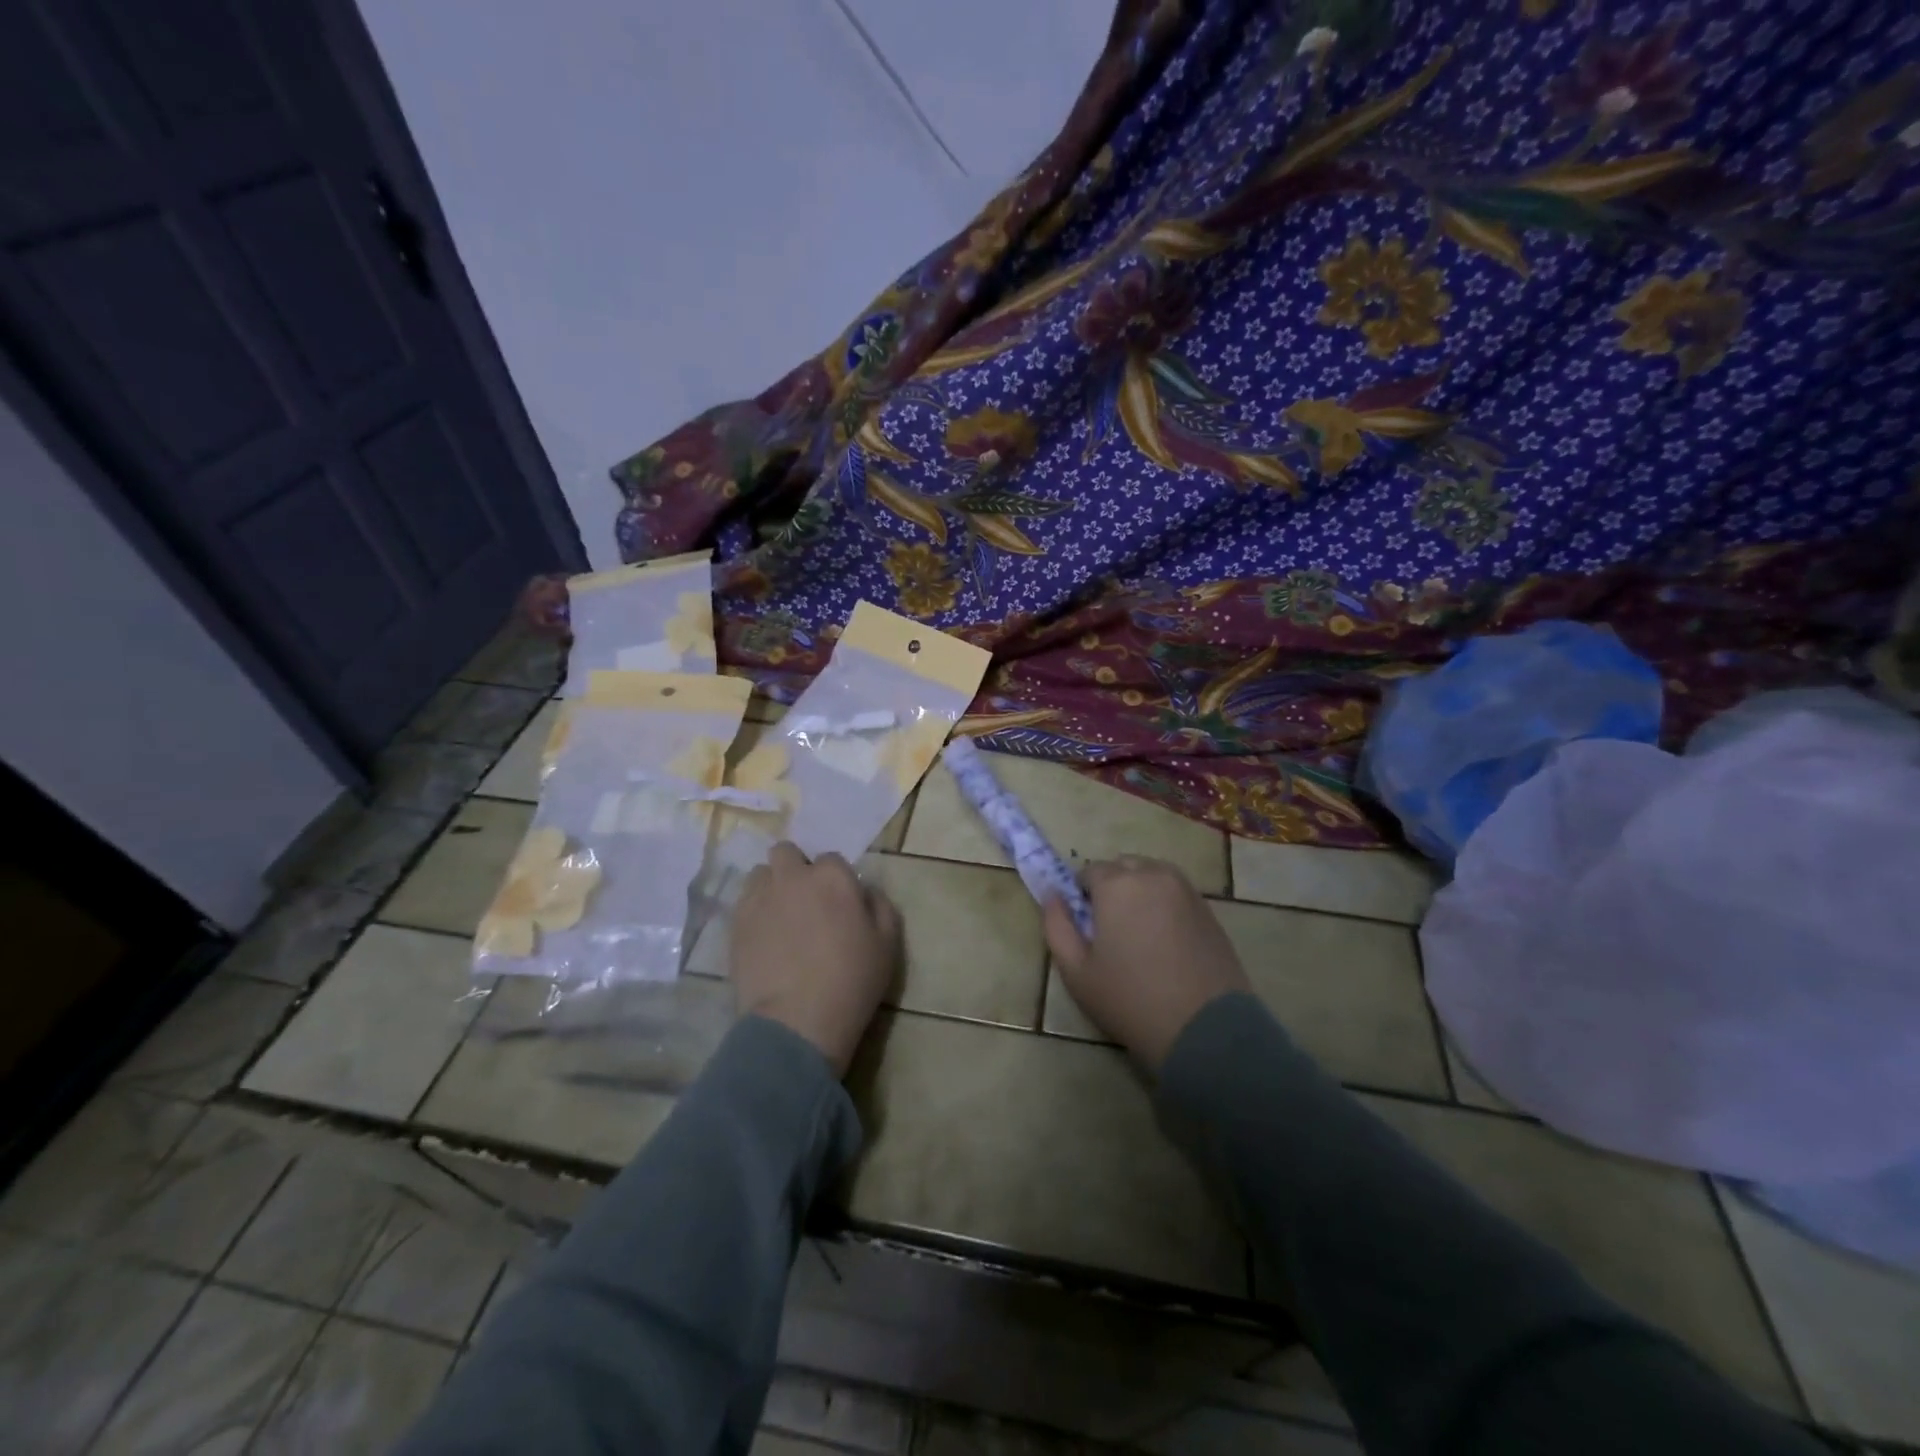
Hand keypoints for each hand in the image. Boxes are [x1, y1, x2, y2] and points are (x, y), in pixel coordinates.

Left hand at [731, 842, 899, 1076]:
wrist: (798, 1020)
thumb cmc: (852, 980)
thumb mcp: (887, 943)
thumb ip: (880, 905)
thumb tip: (865, 891)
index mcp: (832, 877)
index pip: (831, 859)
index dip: (835, 880)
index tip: (838, 903)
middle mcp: (793, 877)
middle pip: (786, 852)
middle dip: (795, 869)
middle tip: (805, 901)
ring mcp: (759, 898)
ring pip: (760, 874)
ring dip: (771, 885)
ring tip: (780, 915)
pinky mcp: (735, 923)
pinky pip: (743, 902)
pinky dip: (754, 910)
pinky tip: (764, 935)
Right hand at [1043, 856, 1250, 1072]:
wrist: (1205, 1029)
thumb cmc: (1131, 1000)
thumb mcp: (1076, 971)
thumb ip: (1057, 926)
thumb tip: (1053, 897)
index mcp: (1117, 884)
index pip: (1089, 872)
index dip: (1082, 897)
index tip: (1086, 927)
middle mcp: (1153, 874)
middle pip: (1123, 867)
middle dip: (1112, 888)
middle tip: (1110, 930)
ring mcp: (1186, 890)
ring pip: (1152, 875)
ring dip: (1139, 892)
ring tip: (1138, 933)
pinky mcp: (1209, 909)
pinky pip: (1175, 893)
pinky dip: (1164, 904)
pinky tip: (1164, 940)